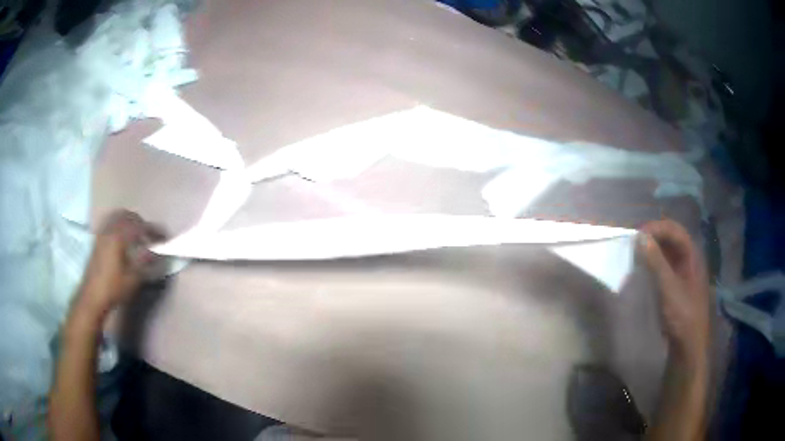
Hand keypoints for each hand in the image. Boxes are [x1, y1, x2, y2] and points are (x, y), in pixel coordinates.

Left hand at [76, 210, 164, 317]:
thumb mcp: (133, 278)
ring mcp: (102, 233)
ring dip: (129, 221)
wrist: (92, 296)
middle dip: (141, 222)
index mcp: (119, 237)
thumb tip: (158, 251)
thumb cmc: (114, 288)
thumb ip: (146, 261)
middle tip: (150, 235)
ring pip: (117, 216)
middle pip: (128, 216)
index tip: (164, 237)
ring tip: (136, 234)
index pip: (140, 226)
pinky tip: (122, 237)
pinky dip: (119, 224)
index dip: (154, 230)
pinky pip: (110, 222)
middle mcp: (110, 230)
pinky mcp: (97, 239)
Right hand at [639, 219, 710, 368]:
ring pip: (667, 251)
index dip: (656, 228)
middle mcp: (689, 258)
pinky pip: (664, 265)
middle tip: (634, 242)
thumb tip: (640, 237)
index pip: (674, 230)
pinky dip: (653, 262)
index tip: (637, 234)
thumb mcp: (669, 288)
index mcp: (692, 254)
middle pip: (671, 238)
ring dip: (652, 249)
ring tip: (635, 253)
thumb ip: (656, 262)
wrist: (688, 345)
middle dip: (653, 236)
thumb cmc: (683, 314)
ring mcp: (683, 272)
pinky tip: (643, 268)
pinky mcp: (676, 285)